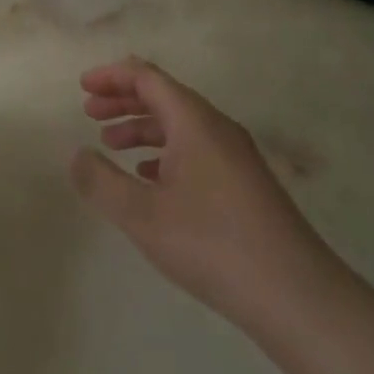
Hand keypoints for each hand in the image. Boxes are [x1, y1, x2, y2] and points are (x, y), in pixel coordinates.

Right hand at [70, 57, 347, 347]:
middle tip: (89, 112)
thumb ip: (101, 181)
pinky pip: (196, 150)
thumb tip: (76, 154)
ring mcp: (236, 157)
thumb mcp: (142, 214)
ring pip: (180, 126)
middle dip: (123, 100)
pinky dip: (165, 152)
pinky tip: (150, 178)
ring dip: (142, 128)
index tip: (82, 87)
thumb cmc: (213, 244)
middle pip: (164, 97)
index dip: (111, 76)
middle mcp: (217, 129)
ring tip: (111, 145)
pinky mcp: (245, 185)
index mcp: (194, 121)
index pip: (147, 77)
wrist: (298, 297)